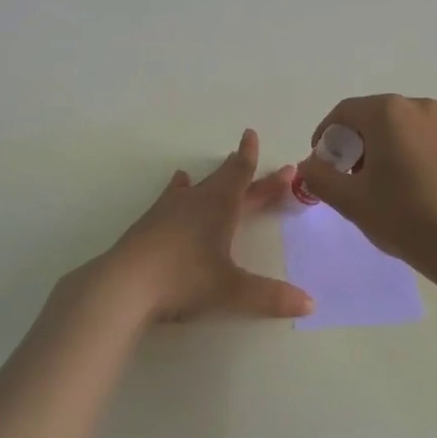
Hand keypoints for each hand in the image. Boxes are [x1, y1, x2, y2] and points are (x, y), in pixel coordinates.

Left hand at [88, 129, 313, 323]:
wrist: (125, 283)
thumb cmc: (183, 278)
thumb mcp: (231, 290)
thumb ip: (270, 296)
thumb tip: (311, 303)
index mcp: (220, 207)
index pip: (240, 174)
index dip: (249, 156)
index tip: (251, 134)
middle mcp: (196, 201)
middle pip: (224, 180)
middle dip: (242, 170)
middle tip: (251, 155)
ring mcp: (170, 210)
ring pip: (198, 186)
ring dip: (213, 179)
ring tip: (219, 168)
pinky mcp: (150, 223)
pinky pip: (173, 198)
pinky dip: (180, 190)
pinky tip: (177, 186)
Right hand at [294, 95, 436, 267]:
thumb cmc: (403, 216)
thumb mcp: (349, 199)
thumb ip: (319, 176)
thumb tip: (309, 164)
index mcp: (388, 112)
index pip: (344, 113)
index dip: (325, 136)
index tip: (321, 164)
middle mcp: (417, 106)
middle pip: (371, 117)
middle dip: (352, 143)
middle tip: (345, 176)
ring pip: (396, 127)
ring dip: (378, 148)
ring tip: (374, 184)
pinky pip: (418, 138)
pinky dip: (403, 152)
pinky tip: (403, 185)